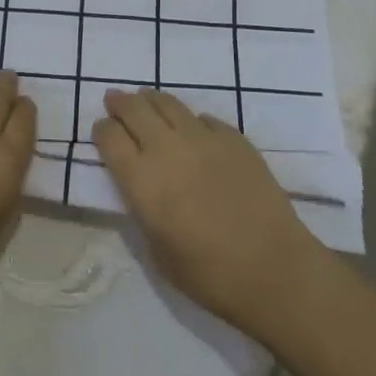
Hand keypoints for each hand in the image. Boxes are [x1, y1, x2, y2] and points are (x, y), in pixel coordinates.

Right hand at [93, 88, 324, 338]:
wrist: (274, 269)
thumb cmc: (209, 275)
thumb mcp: (157, 250)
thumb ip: (142, 207)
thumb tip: (139, 183)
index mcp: (142, 180)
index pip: (110, 137)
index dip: (102, 130)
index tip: (102, 131)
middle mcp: (167, 148)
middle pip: (134, 109)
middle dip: (120, 103)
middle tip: (115, 101)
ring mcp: (202, 138)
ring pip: (168, 103)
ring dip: (150, 100)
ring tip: (146, 100)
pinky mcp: (233, 138)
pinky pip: (202, 118)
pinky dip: (189, 120)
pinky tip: (191, 129)